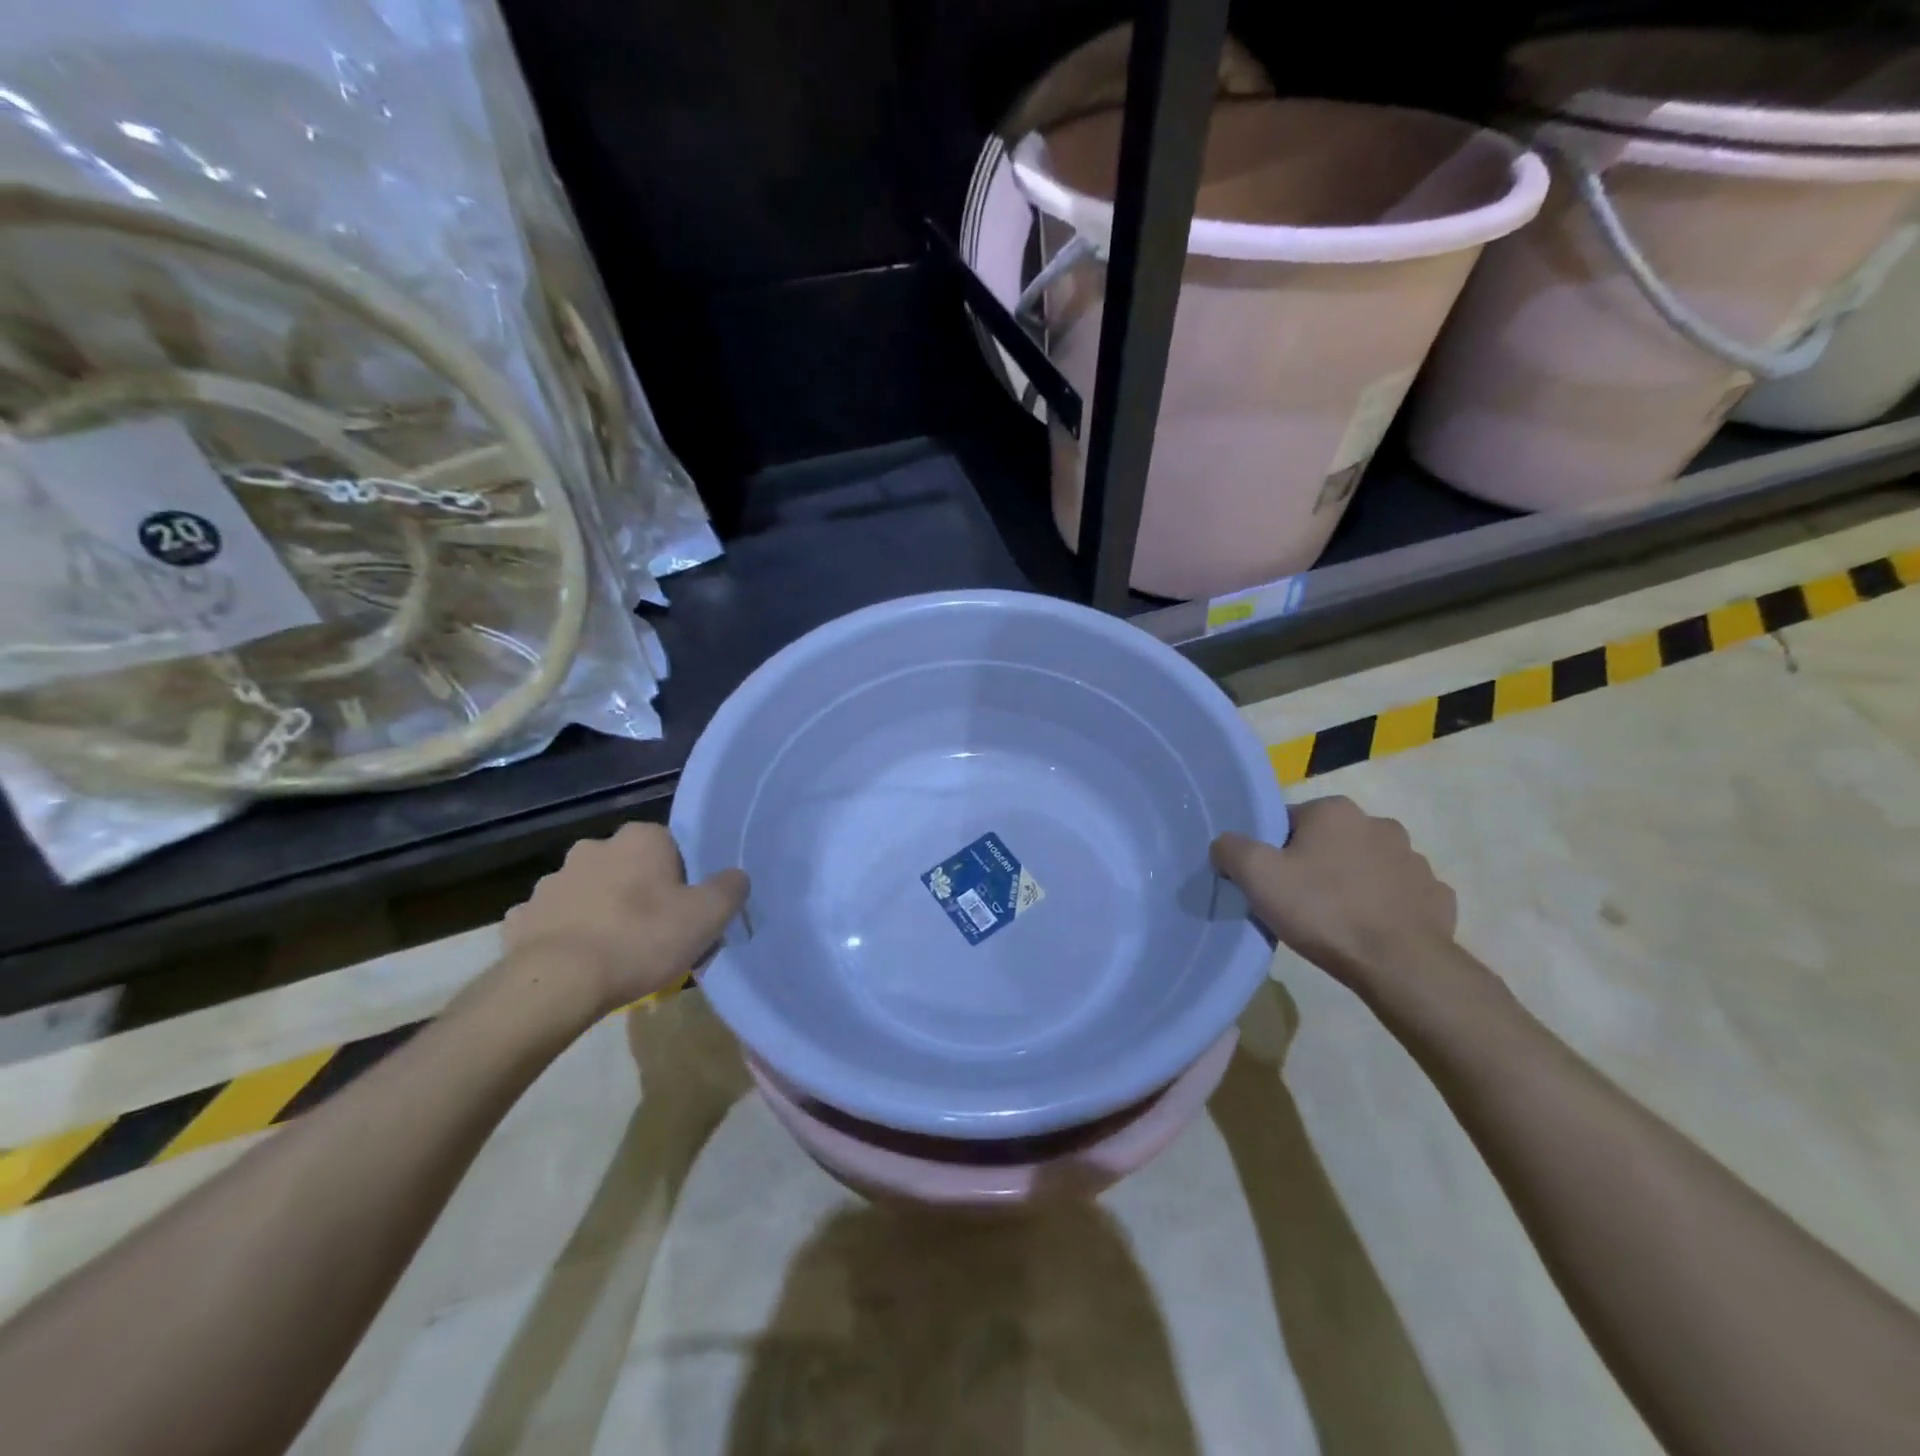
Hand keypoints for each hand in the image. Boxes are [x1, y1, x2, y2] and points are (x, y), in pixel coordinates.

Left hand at [503, 823, 747, 1015]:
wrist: (556, 985)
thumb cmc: (640, 939)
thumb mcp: (708, 916)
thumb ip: (730, 888)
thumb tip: (735, 877)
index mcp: (640, 839)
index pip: (671, 847)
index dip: (683, 879)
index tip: (687, 911)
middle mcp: (593, 848)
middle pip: (629, 868)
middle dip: (640, 893)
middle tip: (655, 935)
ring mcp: (551, 882)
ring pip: (589, 893)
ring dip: (601, 912)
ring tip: (615, 955)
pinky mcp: (520, 918)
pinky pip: (554, 922)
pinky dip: (566, 936)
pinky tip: (578, 964)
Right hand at [1211, 796, 1456, 990]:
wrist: (1399, 965)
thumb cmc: (1322, 910)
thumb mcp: (1256, 876)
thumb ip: (1230, 848)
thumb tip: (1226, 845)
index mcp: (1334, 811)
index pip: (1288, 821)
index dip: (1272, 851)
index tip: (1269, 882)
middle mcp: (1379, 823)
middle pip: (1328, 841)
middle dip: (1313, 864)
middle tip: (1297, 902)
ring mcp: (1414, 860)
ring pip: (1366, 866)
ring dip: (1351, 883)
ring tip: (1335, 920)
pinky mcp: (1436, 895)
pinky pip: (1398, 895)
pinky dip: (1383, 907)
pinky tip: (1370, 931)